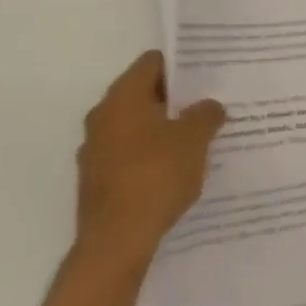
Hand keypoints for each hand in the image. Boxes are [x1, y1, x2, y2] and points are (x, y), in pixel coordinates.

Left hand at [72, 50, 224, 274]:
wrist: (115, 243)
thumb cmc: (155, 176)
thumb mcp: (194, 139)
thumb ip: (206, 114)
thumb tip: (209, 106)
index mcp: (123, 97)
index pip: (152, 62)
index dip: (181, 65)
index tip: (206, 75)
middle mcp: (102, 116)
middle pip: (144, 93)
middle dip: (175, 99)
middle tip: (207, 105)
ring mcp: (96, 150)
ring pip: (136, 126)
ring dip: (162, 129)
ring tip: (196, 139)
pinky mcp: (97, 181)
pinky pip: (129, 155)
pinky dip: (150, 156)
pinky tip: (175, 171)